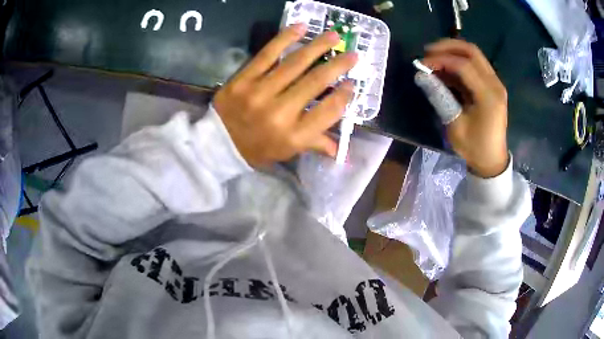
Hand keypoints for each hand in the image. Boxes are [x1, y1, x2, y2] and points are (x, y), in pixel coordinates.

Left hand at [213, 24, 357, 167]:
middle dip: (338, 65)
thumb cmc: (258, 149)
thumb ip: (315, 145)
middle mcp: (280, 113)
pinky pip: (267, 54)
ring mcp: (259, 93)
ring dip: (318, 46)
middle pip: (316, 82)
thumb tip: (341, 150)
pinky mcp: (243, 80)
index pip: (328, 111)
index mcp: (294, 136)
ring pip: (295, 64)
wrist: (218, 144)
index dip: (344, 95)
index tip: (352, 83)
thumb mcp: (288, 152)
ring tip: (333, 35)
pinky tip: (301, 27)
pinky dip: (285, 38)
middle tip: (353, 54)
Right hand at [422, 39, 508, 177]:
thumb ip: (440, 97)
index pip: (463, 65)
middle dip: (447, 46)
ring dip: (453, 52)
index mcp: (488, 96)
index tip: (421, 64)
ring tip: (434, 58)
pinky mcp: (492, 85)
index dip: (440, 60)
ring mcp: (495, 83)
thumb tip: (421, 76)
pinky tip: (445, 69)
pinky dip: (459, 62)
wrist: (492, 160)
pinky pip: (475, 65)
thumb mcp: (455, 126)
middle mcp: (495, 84)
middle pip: (471, 51)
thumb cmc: (474, 147)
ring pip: (473, 55)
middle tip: (428, 52)